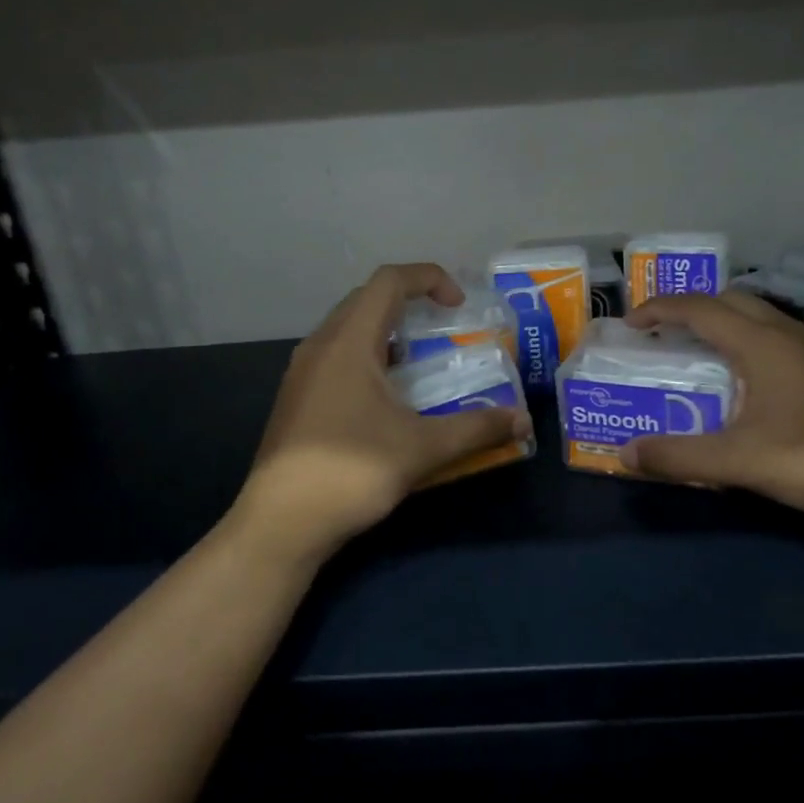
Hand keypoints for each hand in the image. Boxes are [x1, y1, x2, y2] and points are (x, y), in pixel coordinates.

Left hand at [238, 264, 532, 558]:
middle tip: (443, 331)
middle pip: (366, 300)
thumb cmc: (351, 472)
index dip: (429, 279)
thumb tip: (522, 421)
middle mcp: (320, 346)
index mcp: (348, 342)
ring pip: (348, 330)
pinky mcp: (297, 399)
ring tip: (420, 364)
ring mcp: (302, 374)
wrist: (281, 524)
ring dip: (388, 334)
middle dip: (410, 305)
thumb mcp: (423, 448)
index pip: (388, 281)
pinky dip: (369, 359)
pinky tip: (388, 400)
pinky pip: (337, 357)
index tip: (459, 306)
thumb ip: (476, 429)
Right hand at [623, 290, 803, 526]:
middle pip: (731, 300)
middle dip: (691, 308)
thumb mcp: (737, 462)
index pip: (701, 309)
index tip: (632, 324)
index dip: (661, 310)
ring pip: (757, 315)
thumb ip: (678, 457)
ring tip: (697, 350)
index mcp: (760, 343)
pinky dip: (746, 339)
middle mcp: (786, 334)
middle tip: (663, 333)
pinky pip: (775, 335)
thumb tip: (625, 453)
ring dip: (722, 321)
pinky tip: (743, 377)